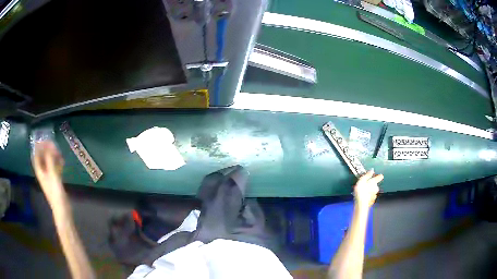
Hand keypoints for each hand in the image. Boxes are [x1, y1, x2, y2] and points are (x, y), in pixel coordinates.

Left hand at [32, 141, 64, 205]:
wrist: (62, 209)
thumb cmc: (56, 193)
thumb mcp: (52, 175)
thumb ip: (50, 160)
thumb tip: (49, 146)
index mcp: (40, 172)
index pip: (36, 156)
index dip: (38, 147)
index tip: (43, 139)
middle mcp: (43, 173)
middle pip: (42, 158)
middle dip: (46, 150)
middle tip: (52, 143)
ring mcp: (49, 177)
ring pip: (49, 163)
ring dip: (52, 156)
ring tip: (58, 151)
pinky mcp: (55, 181)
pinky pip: (54, 168)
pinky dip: (57, 163)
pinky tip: (62, 161)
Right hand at [353, 170, 382, 208]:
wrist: (361, 205)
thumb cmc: (361, 192)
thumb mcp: (362, 181)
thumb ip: (367, 175)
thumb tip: (371, 170)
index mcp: (374, 182)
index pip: (379, 177)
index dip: (379, 176)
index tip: (379, 175)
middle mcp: (376, 188)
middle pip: (375, 185)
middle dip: (372, 184)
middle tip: (365, 184)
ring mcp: (374, 195)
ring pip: (373, 191)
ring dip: (369, 191)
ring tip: (363, 191)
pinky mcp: (371, 201)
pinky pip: (370, 197)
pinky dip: (368, 196)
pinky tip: (363, 197)